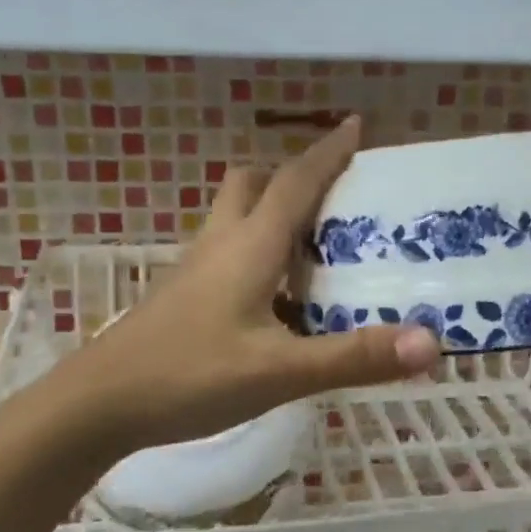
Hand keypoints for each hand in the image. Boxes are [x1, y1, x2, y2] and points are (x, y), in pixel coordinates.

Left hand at [59, 116, 440, 452]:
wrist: (98, 405)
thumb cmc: (189, 376)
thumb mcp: (280, 372)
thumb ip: (354, 357)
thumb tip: (432, 342)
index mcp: (249, 245)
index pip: (295, 181)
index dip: (328, 152)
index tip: (356, 126)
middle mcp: (220, 244)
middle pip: (253, 185)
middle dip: (292, 178)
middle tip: (334, 201)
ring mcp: (195, 270)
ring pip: (236, 219)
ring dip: (273, 217)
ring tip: (316, 249)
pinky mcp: (183, 297)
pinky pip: (226, 255)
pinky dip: (257, 256)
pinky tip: (276, 301)